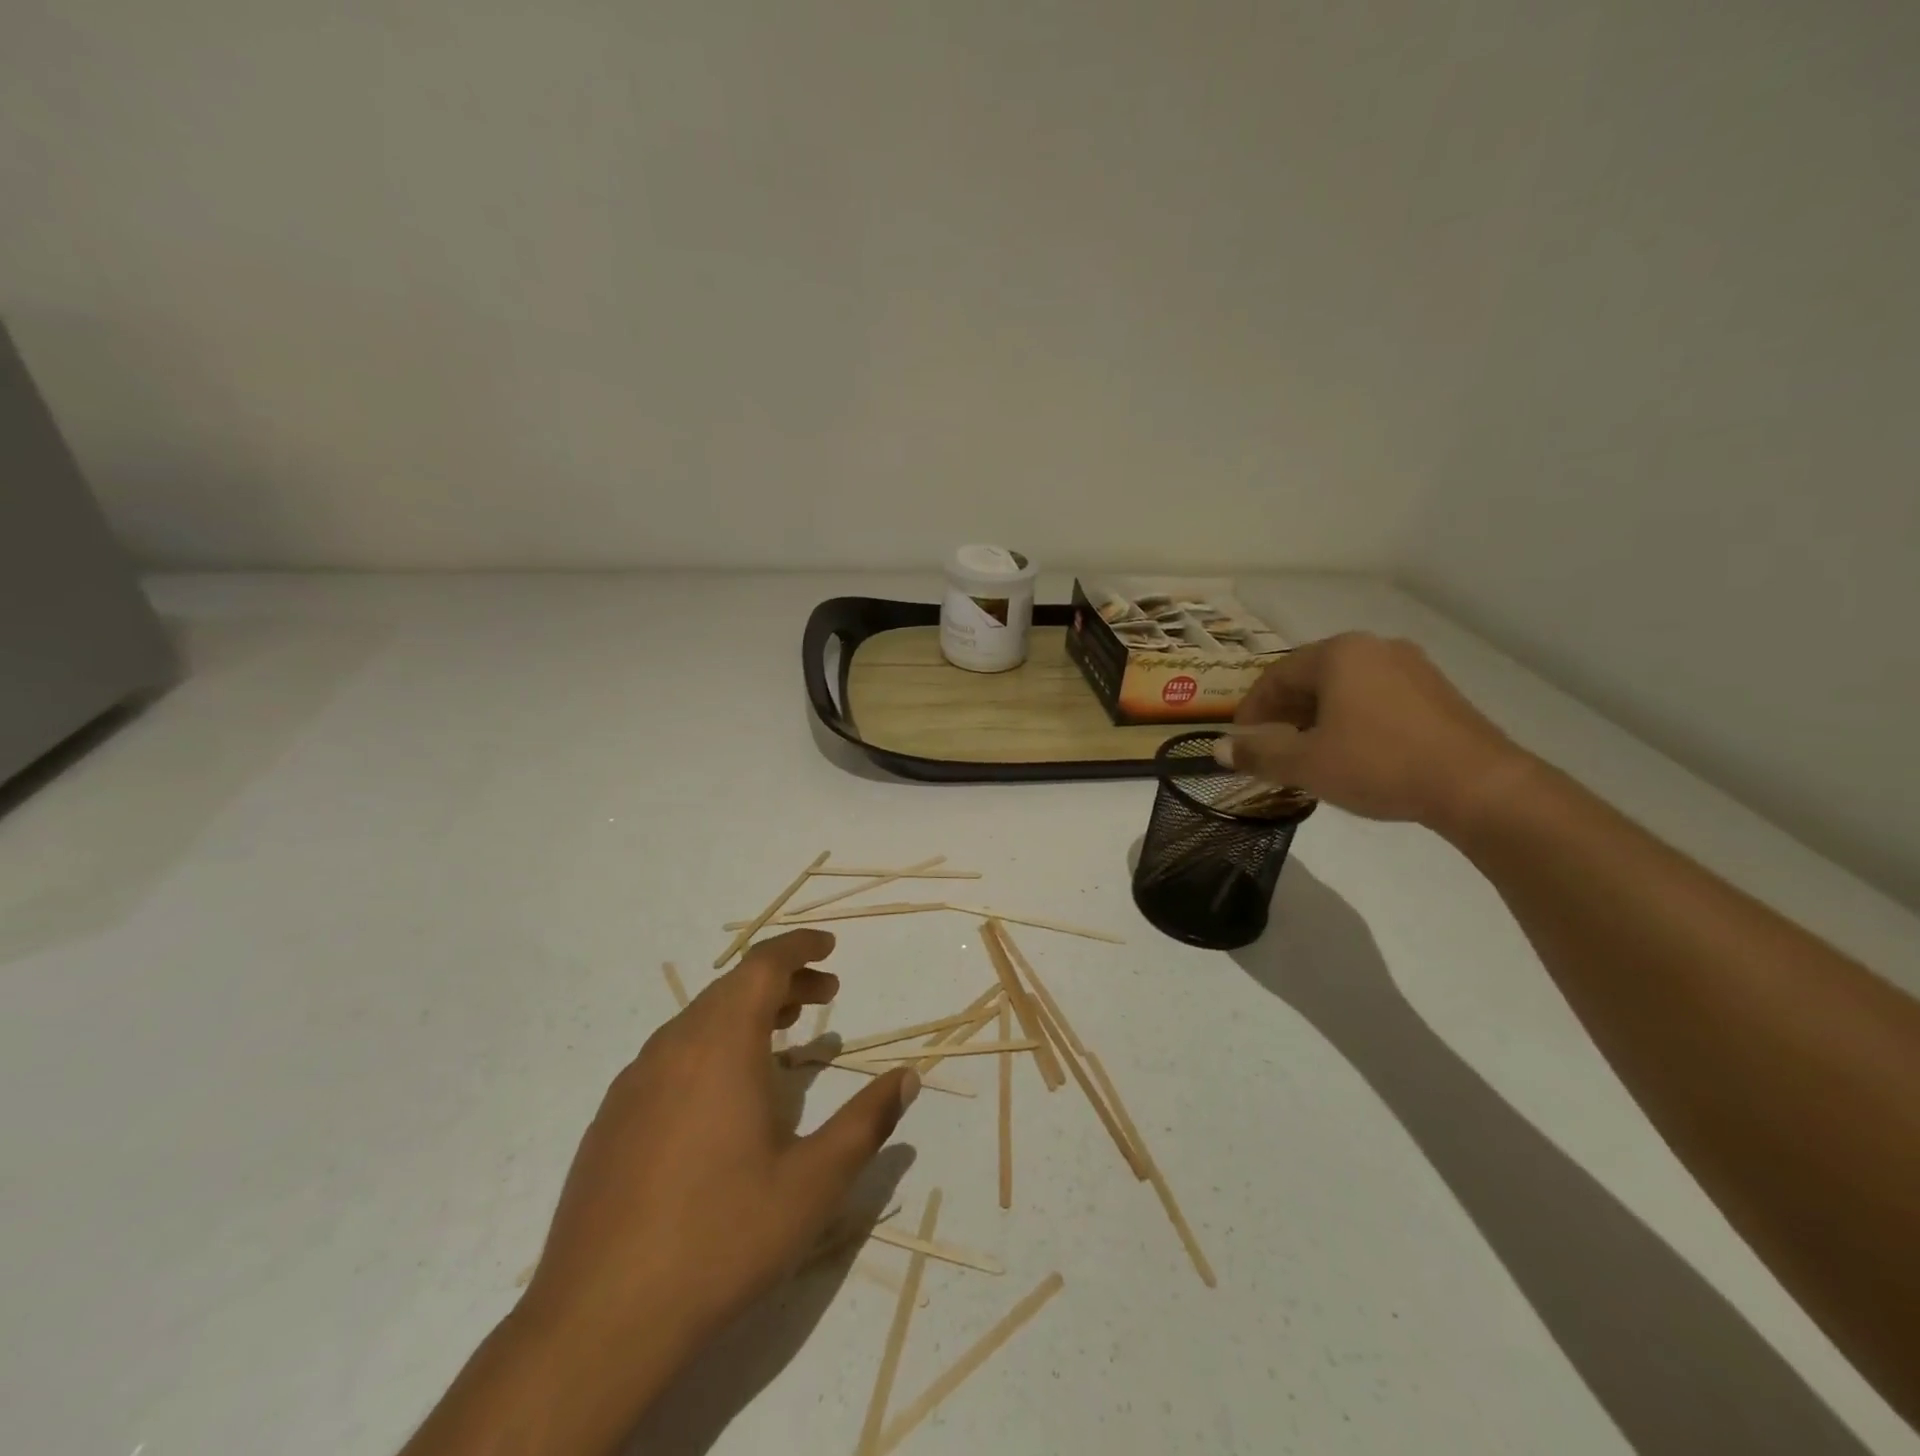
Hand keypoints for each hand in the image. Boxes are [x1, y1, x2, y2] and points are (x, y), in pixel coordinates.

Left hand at [521, 929, 919, 1371]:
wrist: (597, 1321)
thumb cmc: (721, 1238)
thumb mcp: (813, 1184)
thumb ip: (866, 1122)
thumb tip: (907, 1077)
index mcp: (721, 1045)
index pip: (763, 965)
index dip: (799, 947)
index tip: (829, 946)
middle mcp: (674, 1046)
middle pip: (733, 987)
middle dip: (783, 980)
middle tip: (825, 995)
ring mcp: (635, 1081)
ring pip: (699, 1019)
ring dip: (747, 1012)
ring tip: (785, 1033)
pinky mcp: (612, 1117)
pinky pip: (672, 1055)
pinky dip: (712, 1045)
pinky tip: (726, 1093)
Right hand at [1221, 632, 1529, 831]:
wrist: (1478, 786)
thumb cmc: (1379, 764)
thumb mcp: (1305, 764)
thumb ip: (1257, 753)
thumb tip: (1218, 748)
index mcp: (1339, 654)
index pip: (1276, 676)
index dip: (1251, 710)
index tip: (1241, 742)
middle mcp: (1374, 648)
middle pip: (1310, 678)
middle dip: (1283, 714)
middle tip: (1271, 750)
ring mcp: (1411, 667)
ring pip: (1344, 688)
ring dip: (1316, 718)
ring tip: (1309, 755)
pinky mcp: (1436, 692)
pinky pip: (1376, 698)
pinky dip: (1351, 720)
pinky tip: (1352, 753)